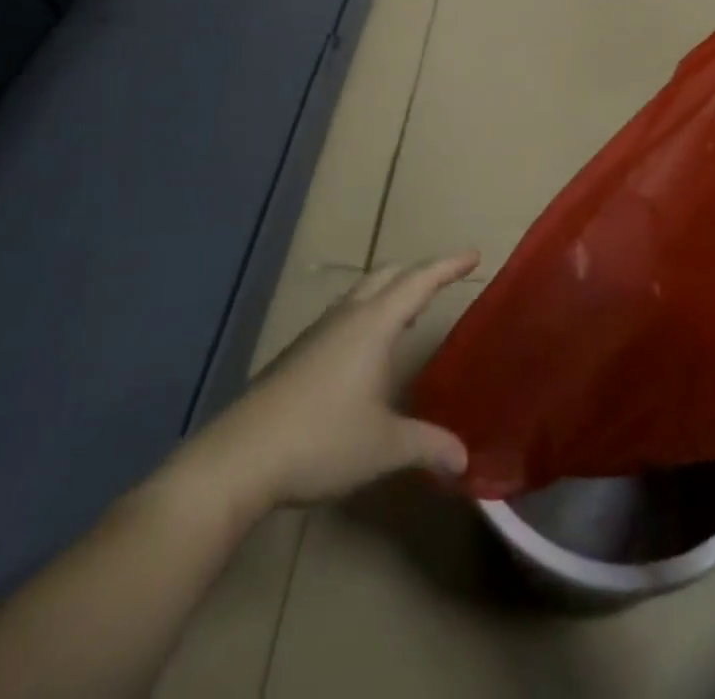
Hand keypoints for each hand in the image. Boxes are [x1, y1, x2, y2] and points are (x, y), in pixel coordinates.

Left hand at [191, 253, 478, 507]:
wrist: (241, 457)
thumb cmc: (321, 440)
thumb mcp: (383, 447)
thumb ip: (427, 446)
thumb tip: (464, 460)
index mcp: (373, 325)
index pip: (419, 282)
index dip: (448, 267)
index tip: (474, 255)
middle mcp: (347, 317)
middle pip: (388, 275)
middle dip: (419, 272)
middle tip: (445, 280)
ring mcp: (318, 332)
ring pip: (362, 292)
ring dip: (390, 291)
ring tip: (411, 311)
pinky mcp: (299, 352)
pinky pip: (344, 314)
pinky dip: (368, 313)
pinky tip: (367, 350)